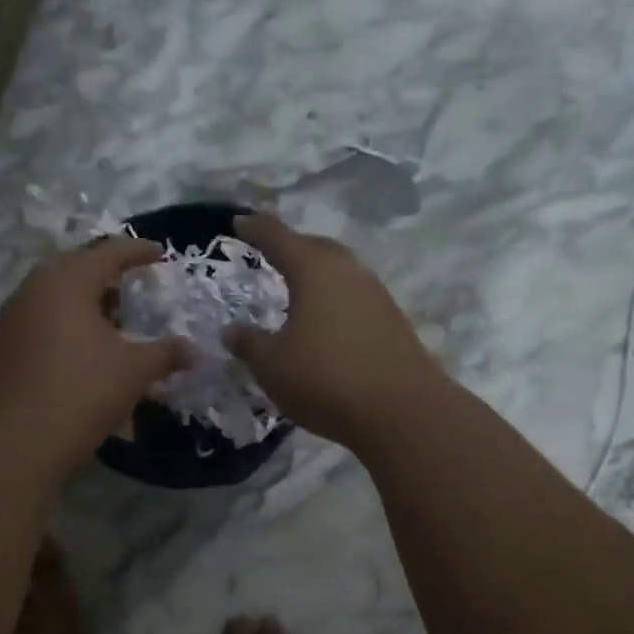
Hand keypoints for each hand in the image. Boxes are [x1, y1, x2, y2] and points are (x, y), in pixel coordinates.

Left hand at [0, 239, 188, 473]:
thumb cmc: (80, 391)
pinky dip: (70, 323)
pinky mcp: (5, 344)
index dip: (138, 251)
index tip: (161, 253)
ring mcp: (15, 316)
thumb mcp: (133, 371)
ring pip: (58, 295)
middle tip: (135, 282)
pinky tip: (88, 347)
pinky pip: (45, 318)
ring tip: (116, 318)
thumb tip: (193, 351)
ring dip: (88, 301)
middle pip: (78, 267)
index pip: (109, 252)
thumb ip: (165, 354)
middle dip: (109, 273)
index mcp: (68, 280)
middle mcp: (36, 288)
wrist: (13, 440)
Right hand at [224, 214, 446, 452]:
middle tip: (270, 252)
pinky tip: (326, 320)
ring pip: (340, 271)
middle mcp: (349, 272)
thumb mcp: (272, 366)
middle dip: (291, 246)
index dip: (256, 229)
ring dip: (317, 273)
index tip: (239, 221)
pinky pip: (355, 296)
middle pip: (316, 247)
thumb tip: (231, 331)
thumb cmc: (326, 380)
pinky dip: (335, 298)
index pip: (278, 238)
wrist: (402, 412)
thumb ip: (249, 344)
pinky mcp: (393, 321)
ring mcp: (376, 295)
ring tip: (297, 287)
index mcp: (314, 270)